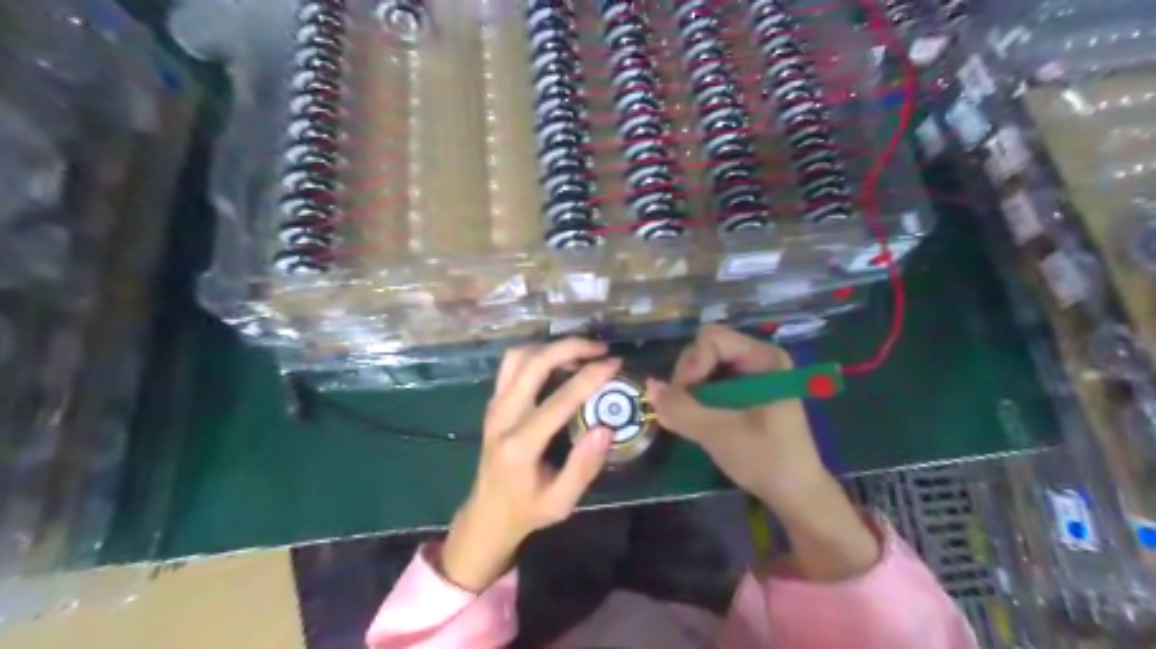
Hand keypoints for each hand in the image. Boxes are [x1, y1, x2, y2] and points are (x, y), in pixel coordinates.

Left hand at [438, 340, 617, 593]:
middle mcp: (502, 418)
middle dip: (569, 347)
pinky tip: (559, 362)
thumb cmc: (527, 510)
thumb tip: (605, 428)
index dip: (590, 377)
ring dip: (551, 347)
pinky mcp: (493, 402)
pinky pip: (511, 365)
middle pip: (533, 364)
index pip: (559, 400)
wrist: (486, 515)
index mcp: (520, 446)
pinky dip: (537, 354)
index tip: (615, 364)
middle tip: (600, 348)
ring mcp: (494, 406)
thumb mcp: (561, 502)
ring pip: (518, 357)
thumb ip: (583, 467)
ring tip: (582, 353)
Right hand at [647, 328, 880, 580]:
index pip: (711, 339)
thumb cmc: (765, 460)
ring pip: (704, 367)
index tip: (685, 398)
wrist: (796, 494)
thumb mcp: (718, 433)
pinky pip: (710, 382)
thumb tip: (648, 387)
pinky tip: (698, 420)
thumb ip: (681, 408)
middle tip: (685, 411)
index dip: (691, 364)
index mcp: (764, 358)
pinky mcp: (744, 392)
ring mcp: (751, 375)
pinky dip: (697, 399)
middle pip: (705, 349)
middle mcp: (758, 358)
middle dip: (688, 378)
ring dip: (690, 391)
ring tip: (691, 418)